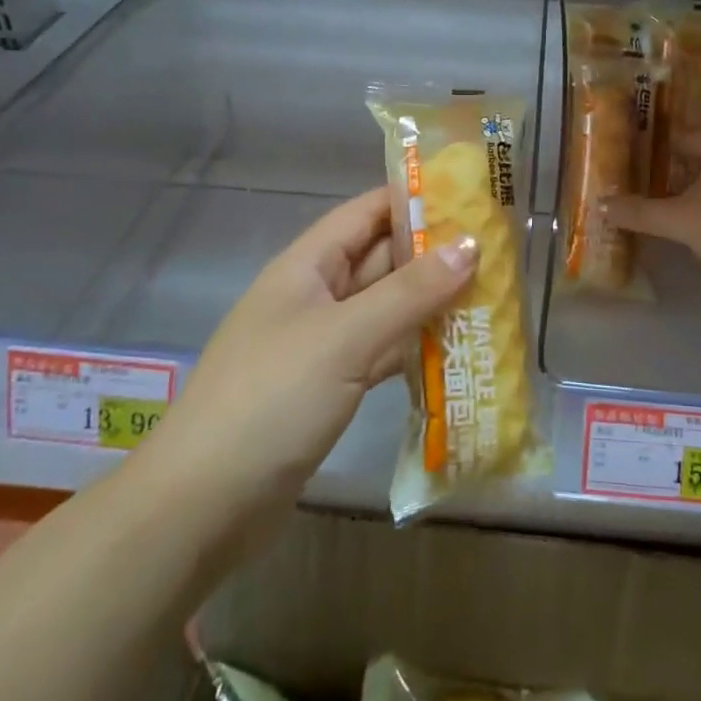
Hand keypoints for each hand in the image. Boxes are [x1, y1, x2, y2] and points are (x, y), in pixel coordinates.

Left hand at [140, 188, 476, 514]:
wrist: (202, 505)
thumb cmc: (272, 399)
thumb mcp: (345, 337)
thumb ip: (410, 292)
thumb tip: (471, 244)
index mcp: (307, 266)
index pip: (366, 212)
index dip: (414, 198)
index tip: (470, 194)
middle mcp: (314, 296)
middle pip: (381, 260)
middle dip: (434, 254)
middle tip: (497, 250)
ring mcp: (320, 344)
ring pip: (385, 309)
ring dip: (429, 303)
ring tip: (490, 295)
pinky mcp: (328, 388)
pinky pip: (379, 353)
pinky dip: (413, 349)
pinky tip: (455, 351)